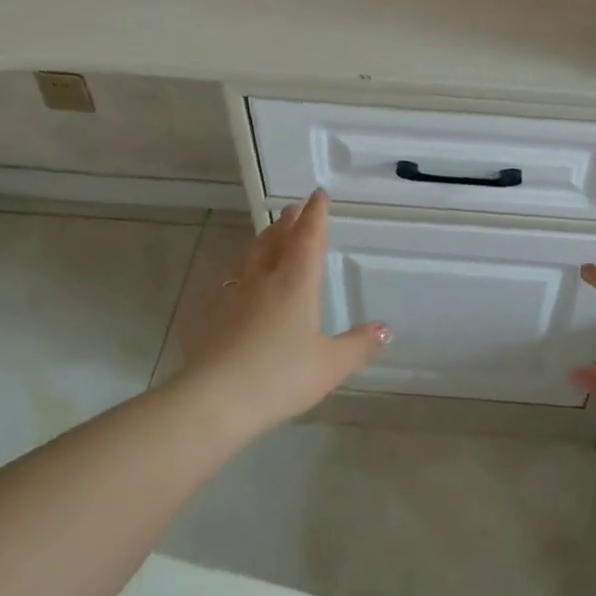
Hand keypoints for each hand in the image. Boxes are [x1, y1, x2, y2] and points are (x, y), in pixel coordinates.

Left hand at [178, 191, 388, 431]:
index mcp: (295, 283)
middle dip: (288, 223)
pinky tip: (238, 281)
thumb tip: (384, 329)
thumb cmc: (280, 376)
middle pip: (275, 241)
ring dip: (263, 240)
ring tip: (269, 235)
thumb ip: (358, 345)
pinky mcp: (211, 316)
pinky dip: (241, 269)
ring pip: (249, 256)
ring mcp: (233, 296)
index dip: (315, 215)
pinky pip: (230, 280)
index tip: (318, 195)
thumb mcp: (330, 364)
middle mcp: (263, 280)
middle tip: (294, 210)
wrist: (215, 399)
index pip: (308, 238)